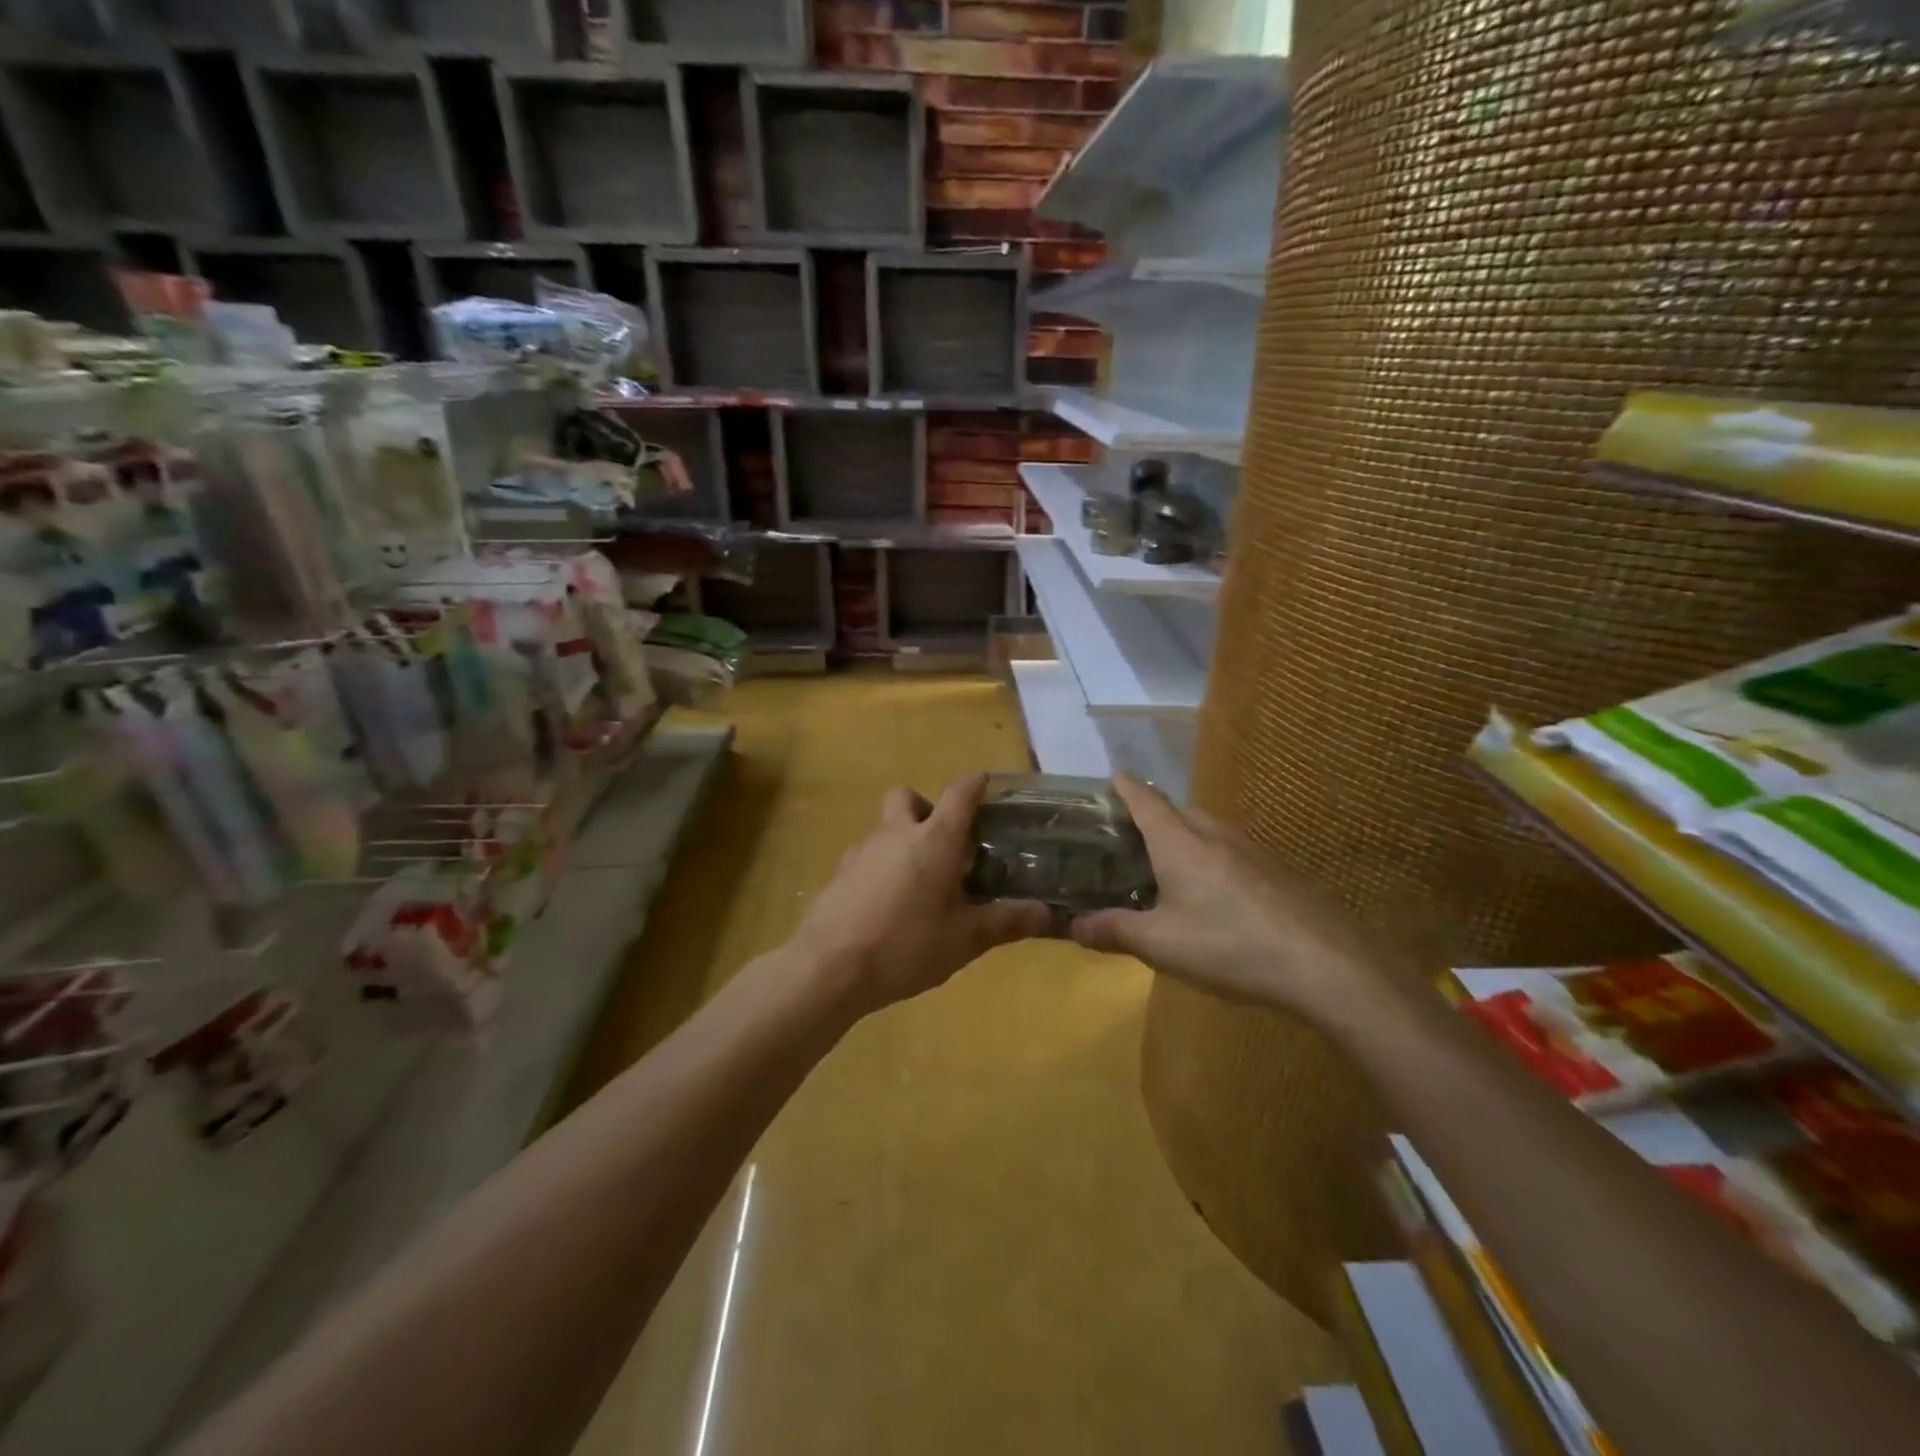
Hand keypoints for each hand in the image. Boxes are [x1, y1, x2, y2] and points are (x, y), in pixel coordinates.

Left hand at [791, 773, 1051, 1015]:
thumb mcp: (965, 939)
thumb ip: (1007, 921)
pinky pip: (866, 857)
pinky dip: (880, 868)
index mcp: (934, 839)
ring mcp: (861, 850)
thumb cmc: (906, 945)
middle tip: (944, 845)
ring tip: (918, 885)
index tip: (988, 786)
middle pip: (908, 797)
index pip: (959, 793)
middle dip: (927, 809)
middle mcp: (896, 833)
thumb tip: (1049, 913)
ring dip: (903, 841)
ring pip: (885, 828)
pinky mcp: (838, 873)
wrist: (829, 968)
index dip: (976, 784)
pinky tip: (886, 906)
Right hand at [1070, 774, 1389, 1019]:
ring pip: (1207, 831)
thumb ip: (1114, 931)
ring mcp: (1251, 850)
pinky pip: (1230, 853)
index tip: (1109, 782)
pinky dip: (1210, 861)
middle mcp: (1214, 834)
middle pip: (1176, 811)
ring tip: (1165, 868)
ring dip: (1183, 839)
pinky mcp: (1276, 871)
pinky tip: (1213, 896)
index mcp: (1178, 841)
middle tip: (1127, 842)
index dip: (1124, 787)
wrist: (1323, 963)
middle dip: (1151, 817)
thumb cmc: (1228, 944)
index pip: (1144, 798)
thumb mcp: (1160, 944)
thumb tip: (1073, 926)